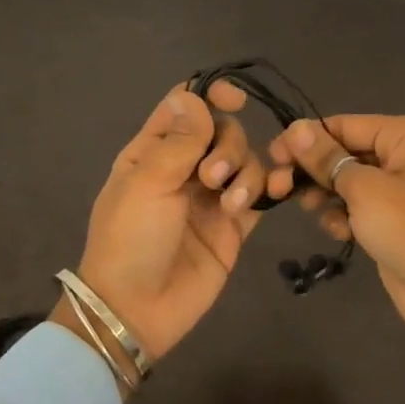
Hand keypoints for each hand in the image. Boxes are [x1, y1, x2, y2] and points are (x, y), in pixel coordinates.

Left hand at [74, 81, 264, 361]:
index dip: (210, 94)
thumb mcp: (148, 182)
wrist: (137, 309)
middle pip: (223, 130)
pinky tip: (274, 192)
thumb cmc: (130, 239)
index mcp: (153, 151)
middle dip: (228, 146)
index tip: (235, 98)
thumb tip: (194, 95)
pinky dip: (270, 187)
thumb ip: (180, 139)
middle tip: (212, 178)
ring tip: (232, 204)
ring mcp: (211, 196)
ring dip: (247, 172)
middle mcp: (184, 167)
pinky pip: (260, 193)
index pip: (186, 106)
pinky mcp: (234, 225)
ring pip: (245, 159)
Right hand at [265, 115, 404, 352]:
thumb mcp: (364, 189)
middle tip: (277, 188)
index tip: (271, 155)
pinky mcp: (392, 217)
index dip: (305, 139)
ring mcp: (400, 187)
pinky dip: (342, 214)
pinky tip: (337, 230)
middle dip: (312, 169)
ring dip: (324, 193)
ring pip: (346, 179)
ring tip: (309, 209)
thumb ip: (326, 158)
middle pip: (343, 151)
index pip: (343, 125)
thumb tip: (294, 128)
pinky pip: (357, 205)